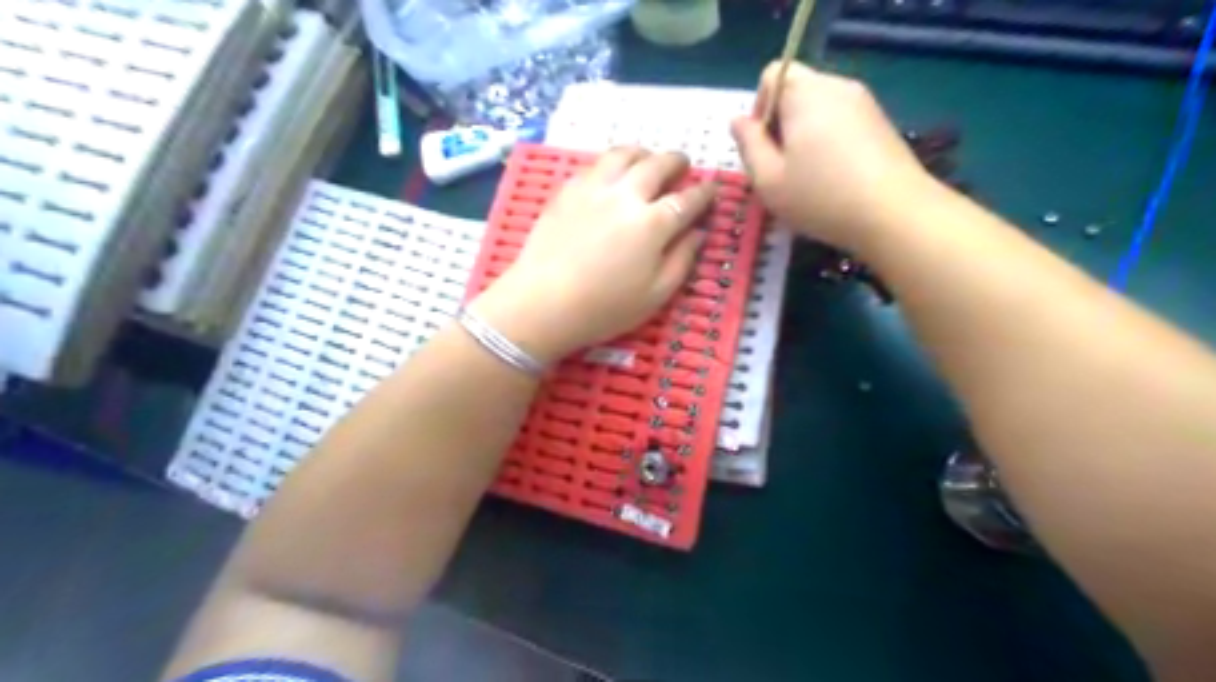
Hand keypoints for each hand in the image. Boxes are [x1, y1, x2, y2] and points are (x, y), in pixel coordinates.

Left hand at [468, 148, 714, 364]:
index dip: (705, 192)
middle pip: (658, 164)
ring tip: (648, 161)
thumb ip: (682, 259)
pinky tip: (612, 175)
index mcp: (654, 223)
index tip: (712, 189)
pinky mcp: (567, 190)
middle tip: (683, 166)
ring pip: (624, 154)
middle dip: (677, 162)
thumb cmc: (604, 308)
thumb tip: (698, 231)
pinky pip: (595, 164)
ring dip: (644, 153)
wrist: (543, 303)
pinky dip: (612, 162)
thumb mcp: (656, 294)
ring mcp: (594, 188)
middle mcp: (627, 195)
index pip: (689, 199)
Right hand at [731, 61, 932, 250]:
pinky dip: (829, 143)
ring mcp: (864, 103)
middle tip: (781, 169)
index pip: (771, 75)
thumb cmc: (821, 197)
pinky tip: (834, 178)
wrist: (894, 214)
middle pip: (796, 91)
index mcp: (805, 93)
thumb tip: (738, 121)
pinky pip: (841, 122)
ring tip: (807, 178)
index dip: (759, 109)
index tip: (763, 148)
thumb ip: (748, 145)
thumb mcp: (768, 179)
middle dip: (781, 125)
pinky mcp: (881, 123)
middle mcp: (837, 86)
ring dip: (805, 136)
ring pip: (820, 109)